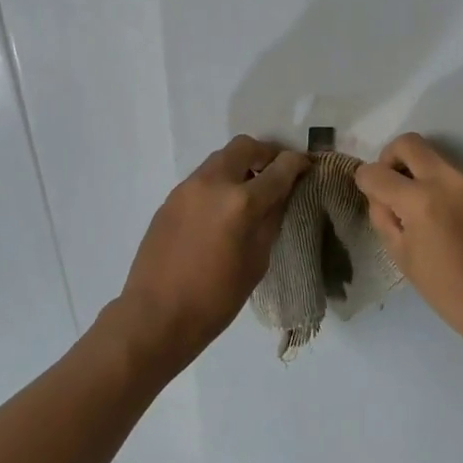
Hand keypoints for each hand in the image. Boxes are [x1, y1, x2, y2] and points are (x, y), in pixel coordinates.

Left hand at [118, 135, 308, 363]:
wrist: (156, 316)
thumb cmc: (216, 298)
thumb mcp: (257, 261)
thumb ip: (270, 221)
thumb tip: (280, 196)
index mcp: (241, 202)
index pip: (278, 169)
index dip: (297, 164)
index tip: (305, 166)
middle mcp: (213, 183)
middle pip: (244, 147)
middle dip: (265, 155)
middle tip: (275, 174)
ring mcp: (186, 188)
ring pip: (219, 159)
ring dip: (239, 167)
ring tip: (249, 193)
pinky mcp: (169, 199)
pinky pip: (201, 179)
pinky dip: (218, 183)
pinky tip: (221, 211)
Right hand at [355, 133, 462, 340]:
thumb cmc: (449, 291)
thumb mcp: (402, 258)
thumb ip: (385, 218)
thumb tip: (381, 196)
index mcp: (421, 201)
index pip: (377, 173)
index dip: (364, 180)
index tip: (366, 190)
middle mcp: (447, 180)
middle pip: (409, 143)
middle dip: (390, 157)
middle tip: (390, 183)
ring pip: (434, 157)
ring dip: (419, 172)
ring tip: (420, 208)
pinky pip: (455, 175)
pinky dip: (441, 185)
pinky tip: (446, 218)